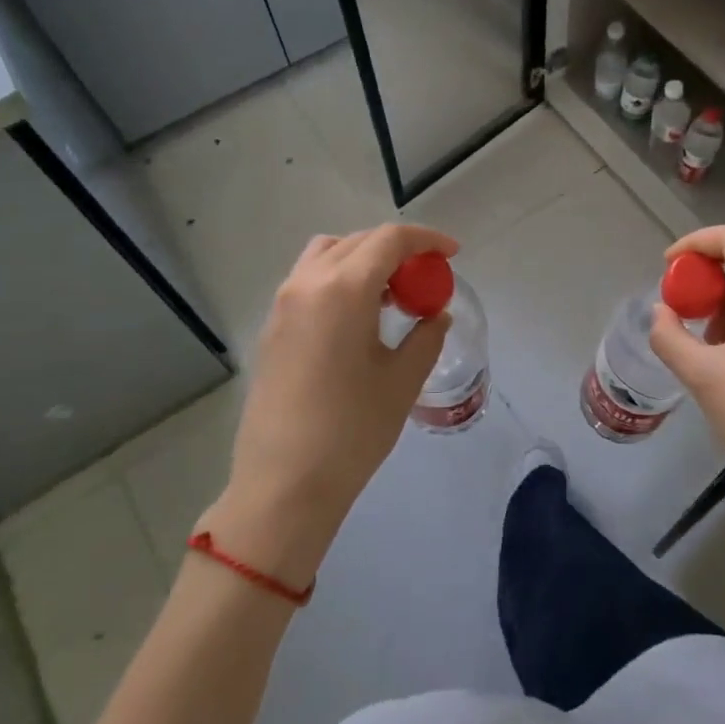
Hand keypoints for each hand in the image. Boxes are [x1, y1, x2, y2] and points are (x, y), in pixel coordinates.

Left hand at [197, 224, 456, 586]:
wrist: (283, 484)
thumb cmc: (352, 431)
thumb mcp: (402, 381)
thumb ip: (426, 336)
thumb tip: (436, 314)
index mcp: (344, 289)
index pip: (390, 240)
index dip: (426, 239)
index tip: (452, 254)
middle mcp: (308, 283)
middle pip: (358, 241)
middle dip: (397, 249)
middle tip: (425, 277)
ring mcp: (284, 303)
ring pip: (328, 253)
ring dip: (363, 258)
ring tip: (389, 293)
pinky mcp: (272, 326)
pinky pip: (309, 278)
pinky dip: (339, 277)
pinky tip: (358, 316)